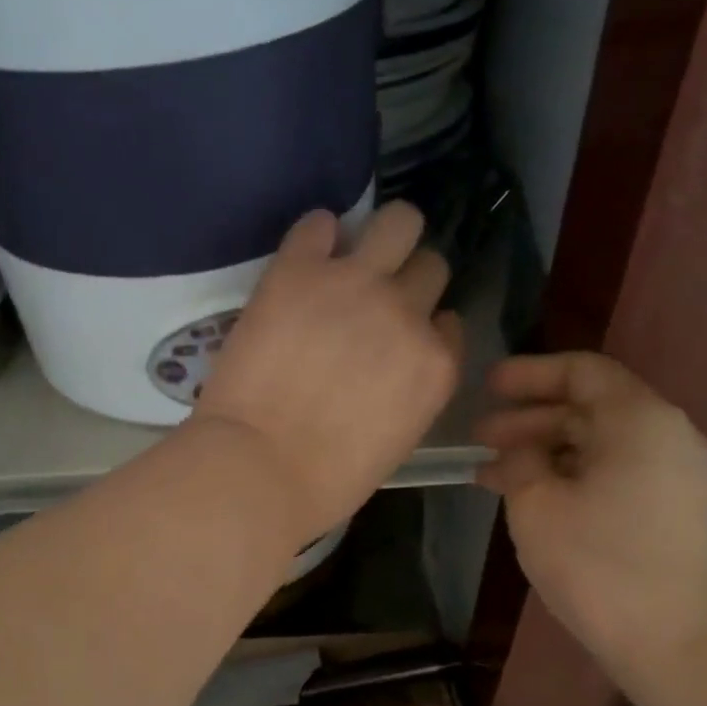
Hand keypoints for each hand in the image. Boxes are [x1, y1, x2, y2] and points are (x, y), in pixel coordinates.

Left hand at [194, 202, 463, 545]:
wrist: (259, 470)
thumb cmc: (325, 482)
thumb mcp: (392, 443)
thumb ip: (406, 395)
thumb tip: (391, 370)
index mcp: (435, 366)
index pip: (448, 324)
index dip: (423, 329)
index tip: (399, 338)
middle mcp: (407, 314)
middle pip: (430, 268)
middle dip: (408, 281)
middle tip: (373, 299)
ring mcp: (355, 285)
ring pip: (397, 223)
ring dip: (383, 236)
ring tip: (353, 255)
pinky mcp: (298, 271)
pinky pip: (318, 225)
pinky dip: (316, 236)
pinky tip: (305, 257)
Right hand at [474, 352, 706, 705]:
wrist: (685, 647)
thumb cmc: (601, 567)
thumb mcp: (538, 508)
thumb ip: (520, 463)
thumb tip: (520, 454)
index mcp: (641, 421)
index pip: (582, 372)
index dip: (530, 375)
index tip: (488, 387)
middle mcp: (674, 438)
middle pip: (594, 411)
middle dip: (532, 422)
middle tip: (481, 441)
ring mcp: (688, 480)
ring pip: (608, 449)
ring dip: (552, 456)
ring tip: (502, 480)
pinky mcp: (690, 518)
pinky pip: (626, 479)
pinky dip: (582, 481)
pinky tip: (549, 508)